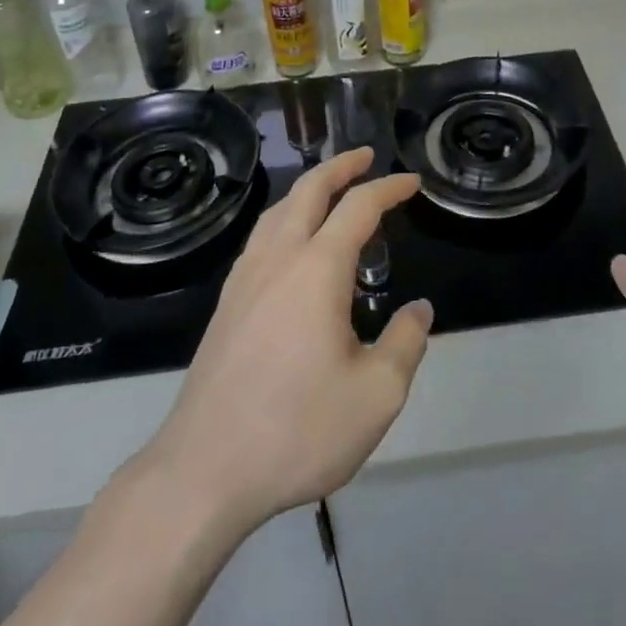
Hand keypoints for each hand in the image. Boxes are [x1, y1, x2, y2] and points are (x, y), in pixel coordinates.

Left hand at [140, 147, 432, 531]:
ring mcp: (245, 278)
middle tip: (366, 156)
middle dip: (340, 166)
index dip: (389, 188)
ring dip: (308, 188)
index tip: (411, 182)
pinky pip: (260, 237)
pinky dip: (283, 218)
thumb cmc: (298, 429)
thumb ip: (405, 343)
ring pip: (278, 210)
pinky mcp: (226, 303)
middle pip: (309, 189)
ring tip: (329, 190)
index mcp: (318, 268)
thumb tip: (420, 310)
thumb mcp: (376, 396)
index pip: (359, 207)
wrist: (204, 470)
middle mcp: (279, 258)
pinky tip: (288, 243)